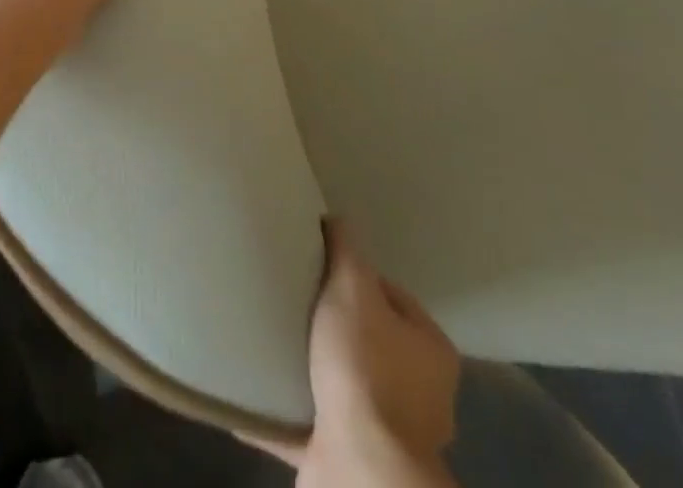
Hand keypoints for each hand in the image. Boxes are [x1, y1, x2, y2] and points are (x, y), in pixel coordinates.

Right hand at [252, 219, 461, 484]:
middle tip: (291, 296)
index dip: (353, 275)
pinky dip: (282, 410)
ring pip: (339, 385)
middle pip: (365, 339)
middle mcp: (416, 394)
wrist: (360, 466)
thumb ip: (347, 250)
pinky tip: (253, 392)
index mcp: (428, 349)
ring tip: (269, 337)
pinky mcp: (347, 457)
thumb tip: (337, 219)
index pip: (390, 294)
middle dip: (329, 322)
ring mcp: (384, 432)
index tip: (318, 264)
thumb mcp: (353, 287)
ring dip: (307, 367)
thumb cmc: (365, 368)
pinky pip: (307, 423)